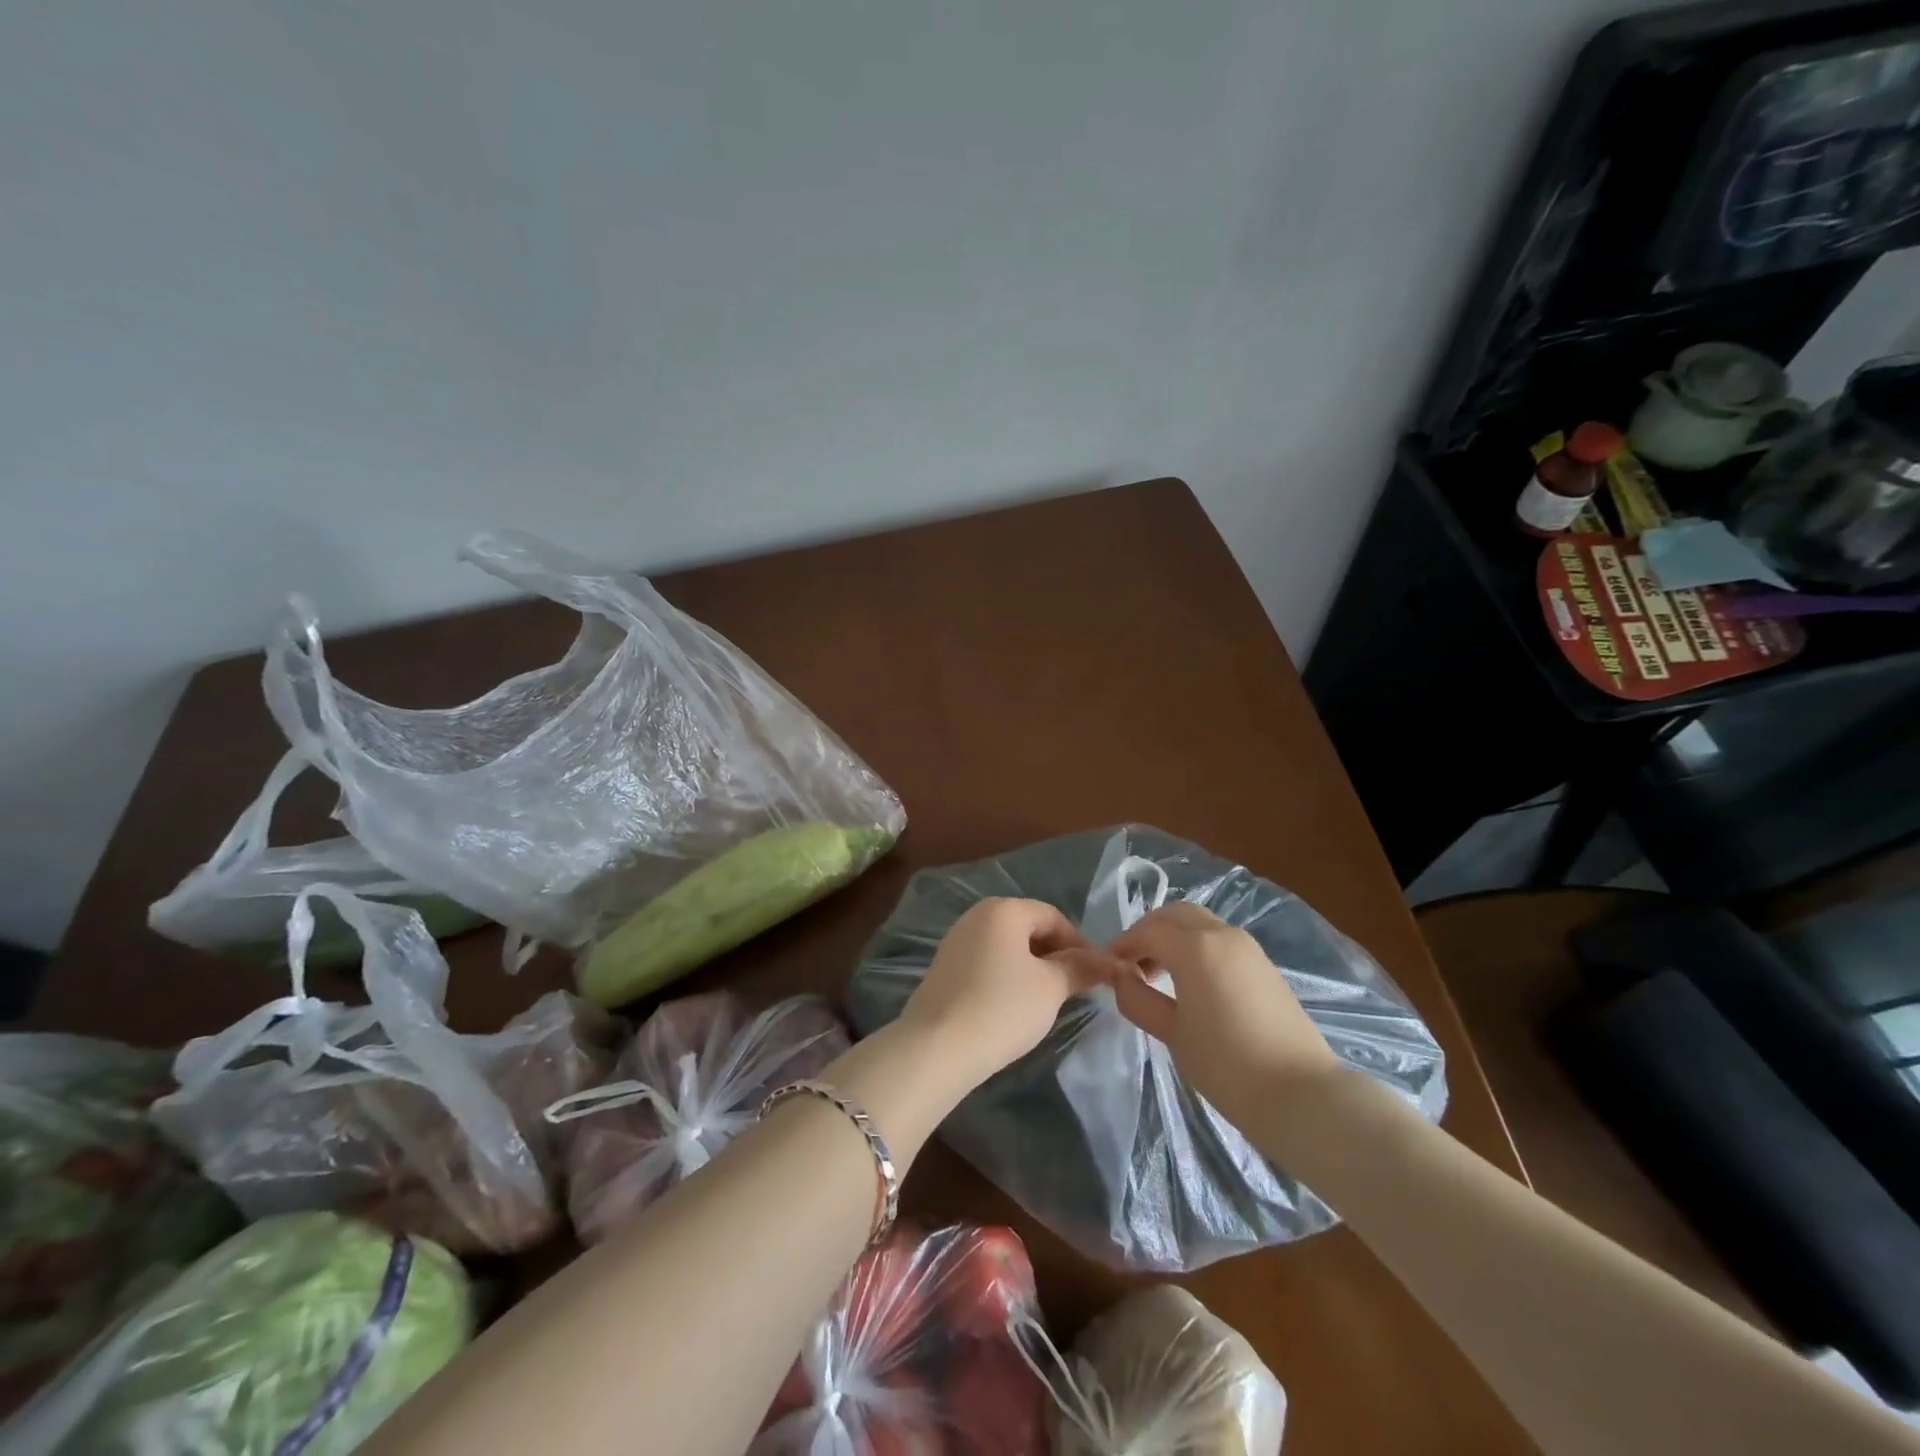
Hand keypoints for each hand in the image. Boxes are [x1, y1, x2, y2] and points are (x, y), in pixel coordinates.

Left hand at [897, 897, 1120, 1092]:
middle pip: (1028, 928)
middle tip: (1075, 988)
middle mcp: (976, 916)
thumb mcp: (1051, 988)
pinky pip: (987, 962)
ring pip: (1007, 947)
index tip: (1096, 974)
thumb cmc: (1002, 1007)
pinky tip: (1014, 1006)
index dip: (1079, 943)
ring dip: (1032, 967)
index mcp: (1003, 910)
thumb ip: (1080, 969)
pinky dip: (1007, 977)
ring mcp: (956, 941)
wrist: (937, 1047)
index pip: (1052, 916)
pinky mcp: (944, 968)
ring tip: (1048, 1000)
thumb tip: (1105, 962)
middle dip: (1055, 955)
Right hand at [1110, 901, 1341, 1124]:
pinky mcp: (1264, 965)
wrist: (1301, 1094)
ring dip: (1173, 937)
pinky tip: (1191, 983)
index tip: (1107, 968)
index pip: (1147, 932)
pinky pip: (1219, 940)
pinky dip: (1196, 947)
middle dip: (1148, 932)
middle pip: (1174, 915)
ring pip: (1199, 923)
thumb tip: (1121, 976)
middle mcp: (1222, 934)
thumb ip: (1138, 998)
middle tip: (1132, 965)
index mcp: (1195, 947)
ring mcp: (1248, 947)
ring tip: (1159, 975)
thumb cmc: (1226, 1065)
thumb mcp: (1172, 1034)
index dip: (1122, 946)